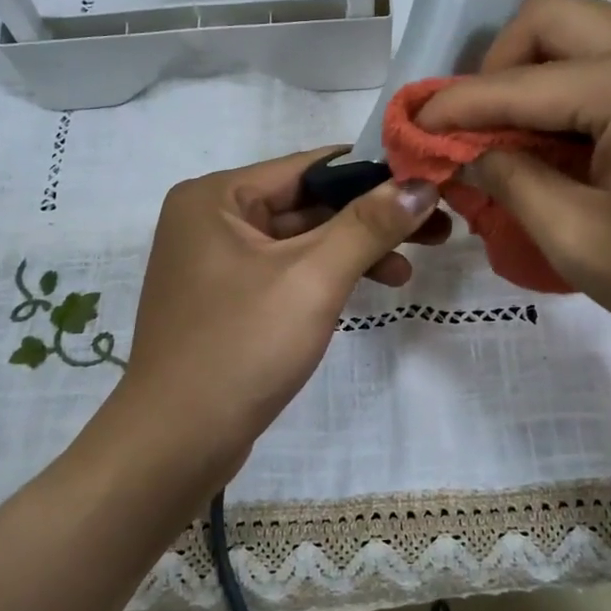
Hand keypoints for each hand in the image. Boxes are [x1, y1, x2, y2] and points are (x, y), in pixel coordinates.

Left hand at [114, 148, 448, 487]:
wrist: (176, 443)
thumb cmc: (240, 347)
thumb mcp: (312, 279)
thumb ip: (368, 226)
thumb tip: (420, 184)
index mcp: (216, 197)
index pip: (309, 167)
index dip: (373, 172)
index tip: (428, 182)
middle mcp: (211, 219)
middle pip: (306, 203)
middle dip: (369, 217)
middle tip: (434, 228)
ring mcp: (217, 262)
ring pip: (301, 240)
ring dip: (354, 250)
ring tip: (409, 268)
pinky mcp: (228, 300)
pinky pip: (287, 271)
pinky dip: (327, 276)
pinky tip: (370, 287)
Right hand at [416, 0, 610, 401]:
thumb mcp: (581, 242)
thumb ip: (512, 183)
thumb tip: (469, 152)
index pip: (514, 83)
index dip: (453, 107)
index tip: (409, 127)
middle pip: (549, 20)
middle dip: (496, 67)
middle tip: (475, 130)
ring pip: (587, 33)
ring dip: (538, 74)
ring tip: (518, 140)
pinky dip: (579, 87)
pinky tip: (572, 143)